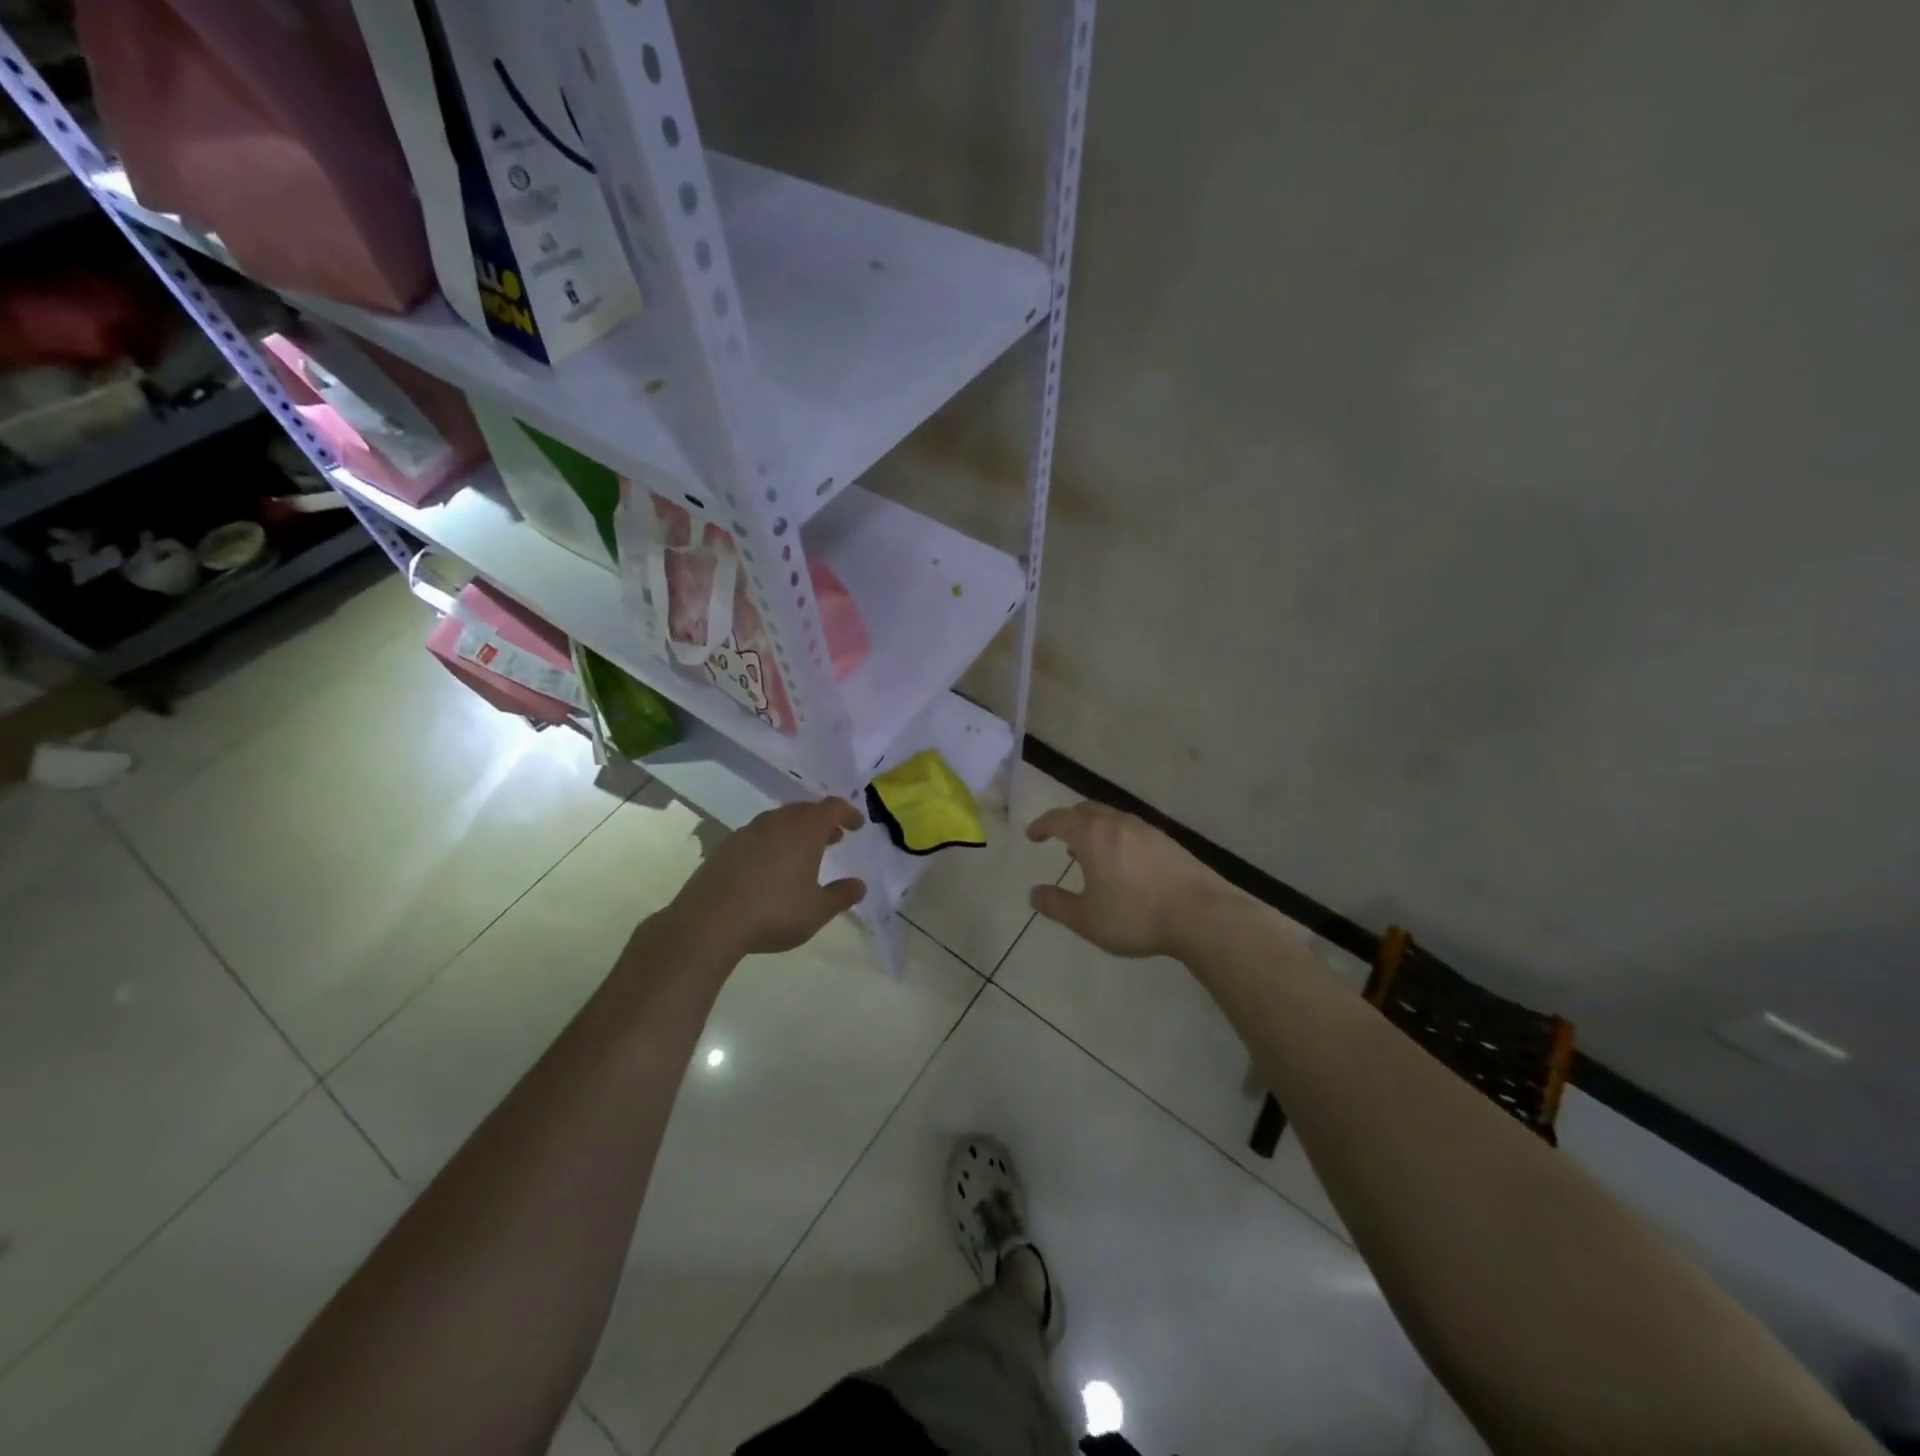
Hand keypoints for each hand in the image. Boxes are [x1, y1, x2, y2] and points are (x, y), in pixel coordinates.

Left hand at [671, 798, 866, 959]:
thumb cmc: (773, 912)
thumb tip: (859, 885)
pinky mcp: (725, 846)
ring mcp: (748, 832)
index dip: (848, 813)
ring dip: (796, 830)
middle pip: (805, 810)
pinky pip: (758, 834)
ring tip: (803, 852)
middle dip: (823, 821)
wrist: (708, 921)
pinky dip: (773, 841)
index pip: (832, 807)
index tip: (857, 825)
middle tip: (834, 838)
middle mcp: (777, 822)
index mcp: (804, 830)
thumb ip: (841, 896)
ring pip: (779, 820)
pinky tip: (770, 865)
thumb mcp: (817, 911)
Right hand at [1026, 801, 1235, 958]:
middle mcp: (1118, 823)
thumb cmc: (1135, 915)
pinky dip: (1117, 838)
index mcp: (1092, 836)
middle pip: (1086, 810)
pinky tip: (1124, 863)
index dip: (1042, 825)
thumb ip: (1056, 905)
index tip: (1032, 835)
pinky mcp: (1168, 842)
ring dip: (1095, 829)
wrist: (1200, 915)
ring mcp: (1146, 830)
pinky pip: (1132, 830)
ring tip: (1091, 853)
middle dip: (1069, 821)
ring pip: (1112, 818)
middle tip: (1060, 838)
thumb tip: (1034, 893)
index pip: (1059, 819)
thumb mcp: (1086, 919)